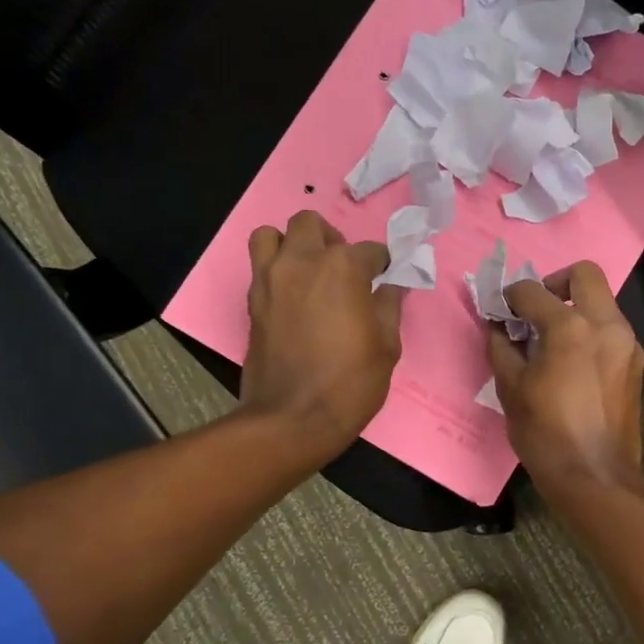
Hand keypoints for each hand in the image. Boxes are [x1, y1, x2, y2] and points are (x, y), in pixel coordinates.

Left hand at [242, 211, 402, 454]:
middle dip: (331, 240)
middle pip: (312, 225)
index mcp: (343, 268)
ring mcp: (270, 279)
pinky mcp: (252, 301)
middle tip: (344, 269)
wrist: (293, 418)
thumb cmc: (350, 383)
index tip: (387, 277)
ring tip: (308, 272)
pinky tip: (294, 297)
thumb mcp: (387, 346)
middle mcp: (302, 262)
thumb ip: (389, 307)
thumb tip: (391, 286)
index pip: (370, 250)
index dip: (383, 264)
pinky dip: (275, 270)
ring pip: (271, 235)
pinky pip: (260, 267)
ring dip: (291, 245)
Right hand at [488, 262, 643, 495]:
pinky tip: (574, 361)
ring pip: (603, 301)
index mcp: (570, 327)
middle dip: (556, 282)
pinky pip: (612, 329)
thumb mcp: (511, 389)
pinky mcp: (636, 362)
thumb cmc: (545, 435)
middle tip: (536, 309)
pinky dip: (591, 330)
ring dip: (576, 307)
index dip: (510, 297)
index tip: (501, 311)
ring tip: (553, 339)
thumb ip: (501, 347)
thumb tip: (497, 325)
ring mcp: (627, 342)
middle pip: (584, 274)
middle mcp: (606, 324)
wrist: (595, 477)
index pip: (532, 291)